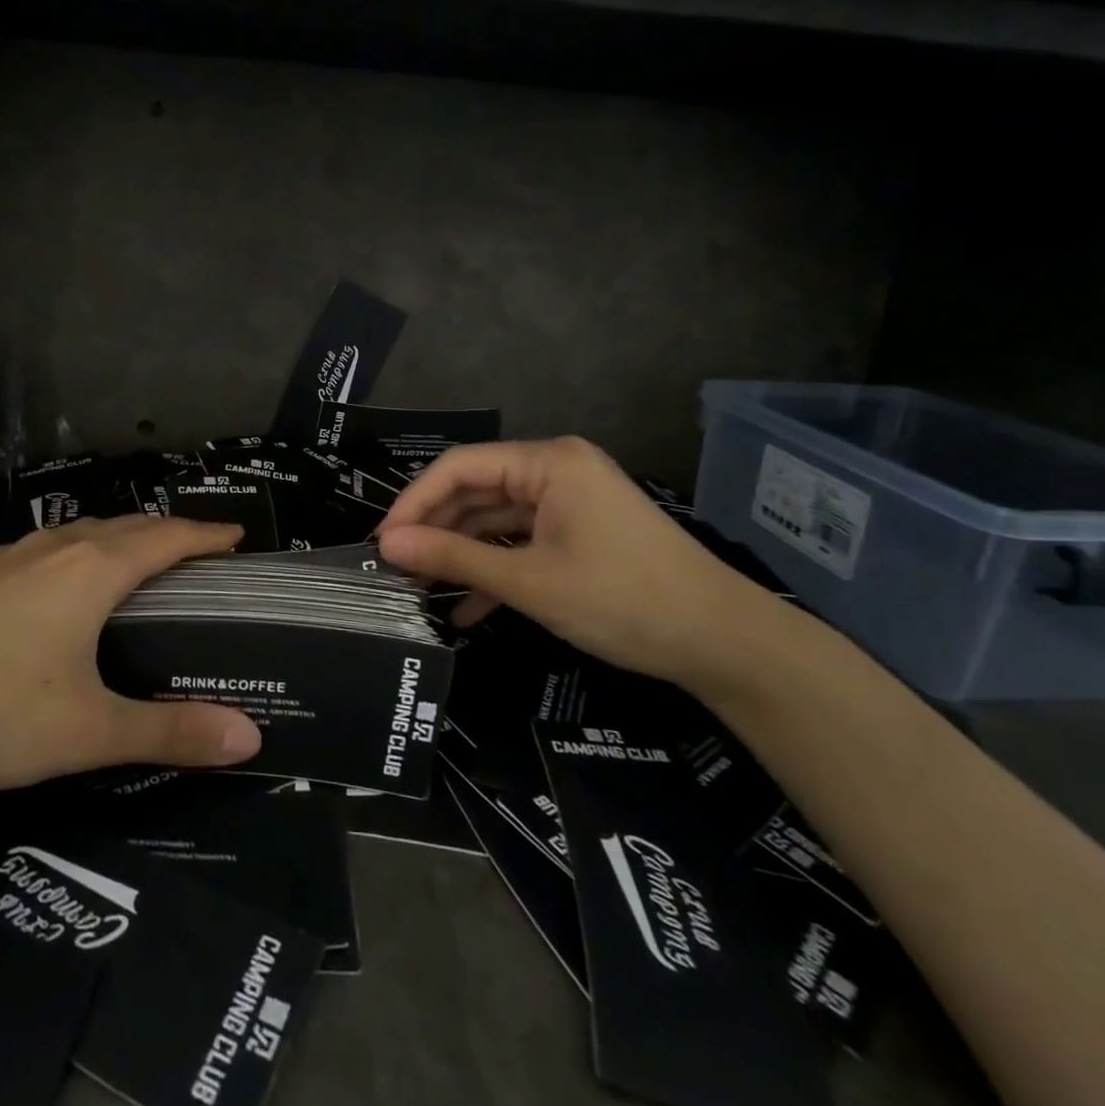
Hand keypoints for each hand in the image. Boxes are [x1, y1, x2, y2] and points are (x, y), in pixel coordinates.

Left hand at [0, 516, 261, 792]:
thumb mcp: (86, 731)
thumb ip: (169, 732)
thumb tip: (250, 739)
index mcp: (94, 570)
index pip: (168, 537)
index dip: (207, 535)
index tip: (238, 537)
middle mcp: (58, 549)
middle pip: (130, 526)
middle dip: (171, 533)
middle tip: (202, 555)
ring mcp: (14, 559)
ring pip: (87, 533)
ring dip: (126, 539)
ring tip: (146, 565)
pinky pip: (55, 548)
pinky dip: (87, 552)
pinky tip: (70, 585)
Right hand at [376, 438, 754, 685]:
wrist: (722, 643)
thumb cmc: (622, 600)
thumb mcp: (529, 580)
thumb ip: (454, 557)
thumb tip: (387, 544)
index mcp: (548, 462)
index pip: (460, 467)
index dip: (414, 502)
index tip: (382, 542)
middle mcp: (556, 471)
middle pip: (476, 491)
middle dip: (436, 530)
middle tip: (395, 569)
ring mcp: (569, 503)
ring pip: (496, 520)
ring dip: (461, 554)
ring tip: (419, 588)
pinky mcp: (578, 533)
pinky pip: (522, 542)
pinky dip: (494, 569)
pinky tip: (464, 608)